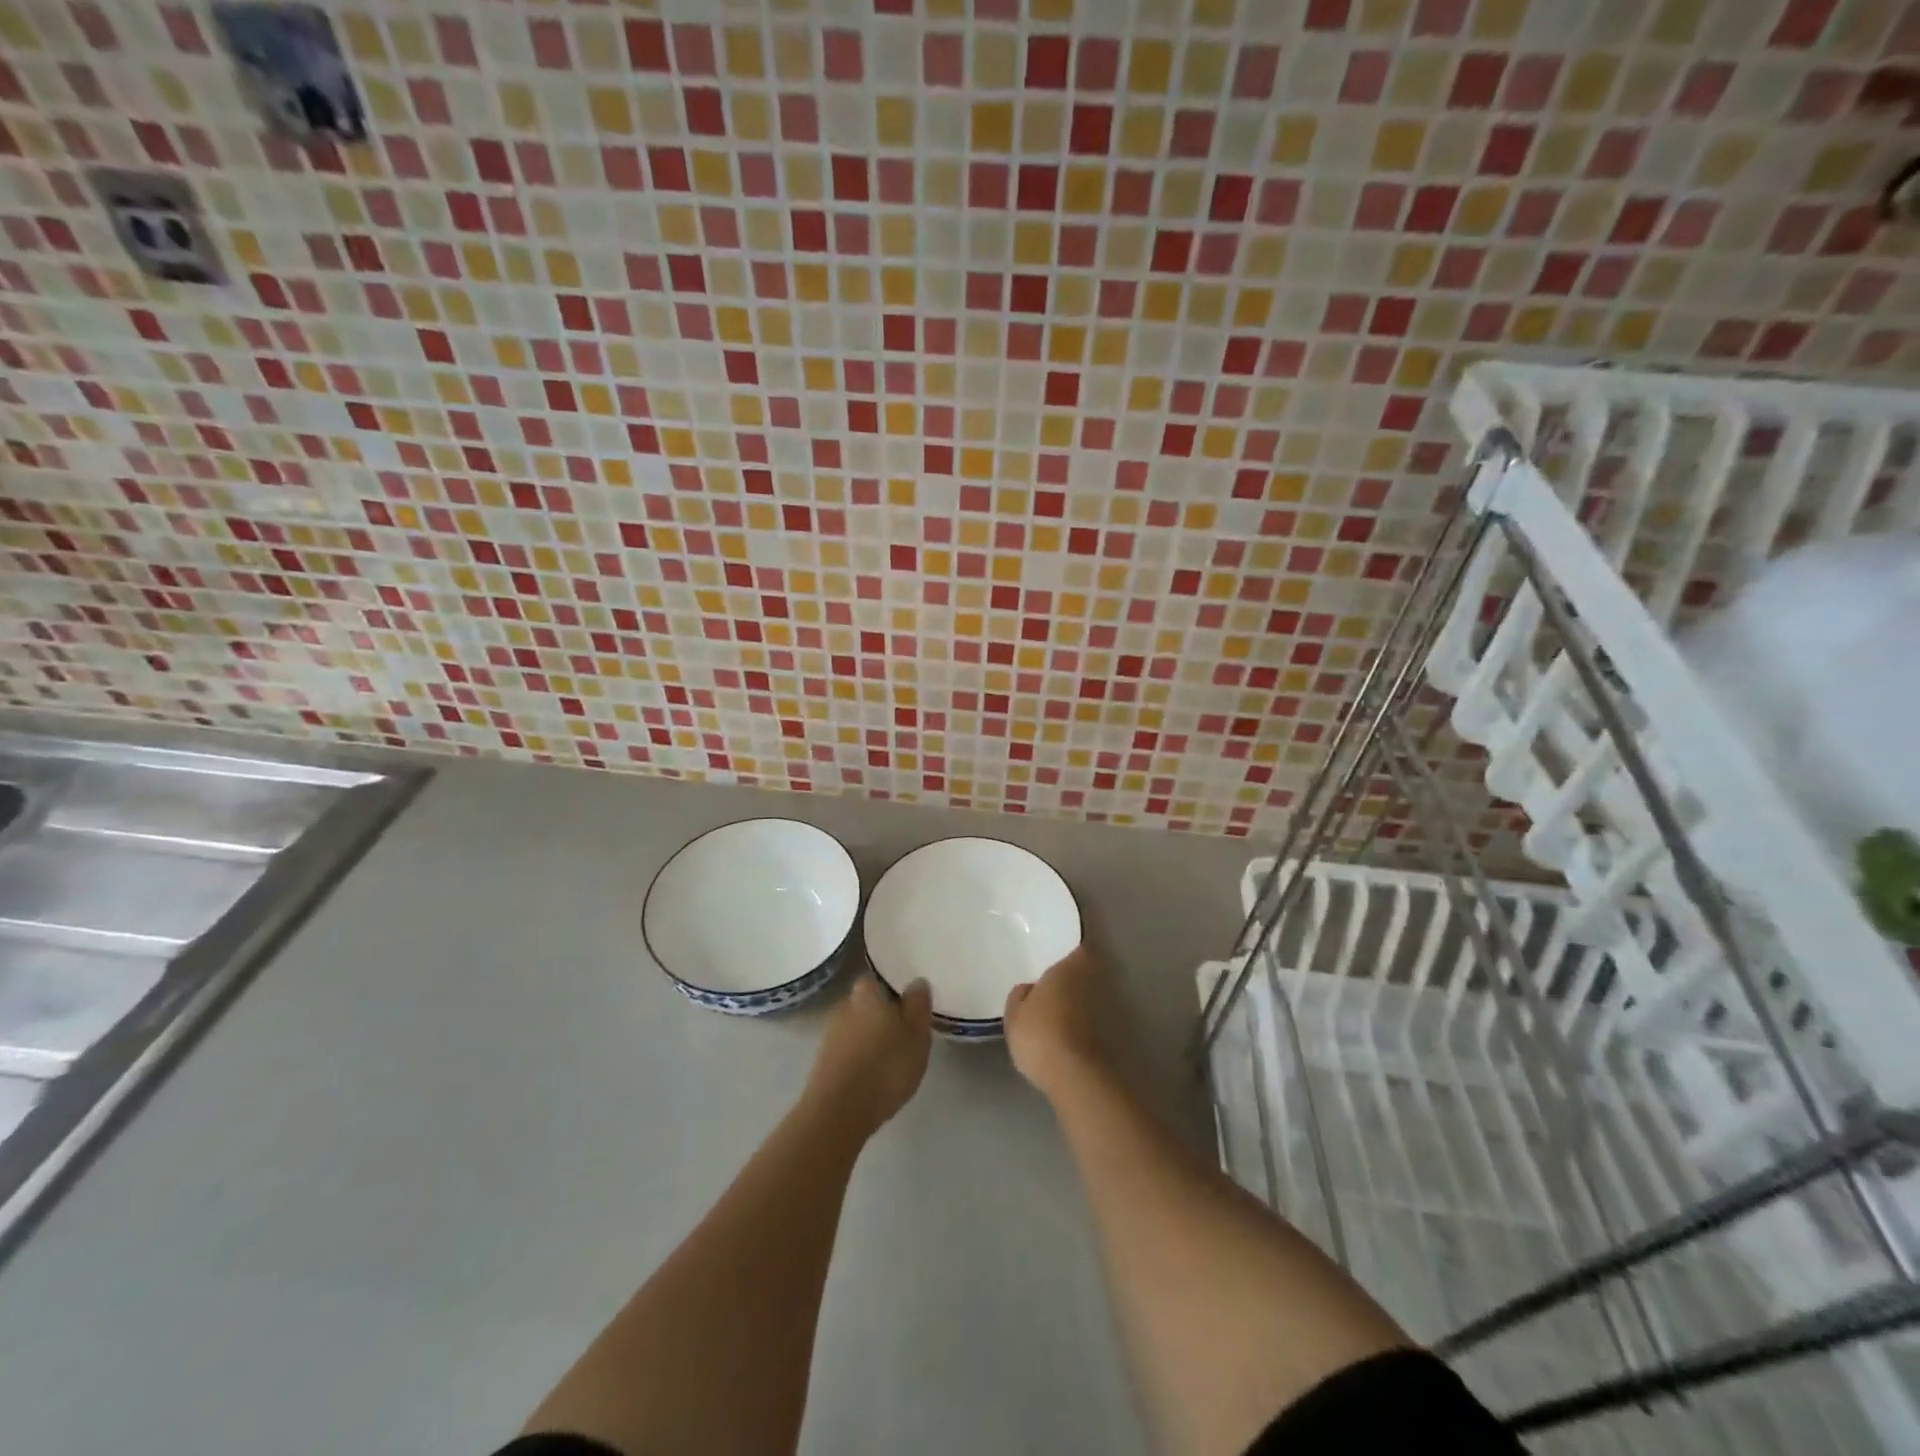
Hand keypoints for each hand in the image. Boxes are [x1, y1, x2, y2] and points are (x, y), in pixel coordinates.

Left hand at [805, 974, 932, 1135]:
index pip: (876, 980)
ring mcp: (829, 1036)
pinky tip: (871, 1076)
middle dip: (880, 1015)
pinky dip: (858, 1058)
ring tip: (890, 1059)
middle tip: (902, 1034)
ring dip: (869, 1038)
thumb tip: (917, 981)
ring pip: (855, 1029)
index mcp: (866, 993)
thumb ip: (918, 1005)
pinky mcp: (822, 1063)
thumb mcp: (916, 1035)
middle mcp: (843, 1007)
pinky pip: (846, 1052)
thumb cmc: (885, 1067)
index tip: (906, 1006)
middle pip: (865, 1004)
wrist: (838, 1113)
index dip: (891, 991)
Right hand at [1004, 945, 1105, 1098]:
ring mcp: (1108, 1011)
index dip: (1073, 954)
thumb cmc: (1040, 1035)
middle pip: (1088, 975)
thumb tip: (1028, 988)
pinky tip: (1071, 1040)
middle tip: (1056, 989)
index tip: (1061, 959)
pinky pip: (1097, 1024)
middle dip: (1076, 980)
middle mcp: (1093, 983)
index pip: (1079, 950)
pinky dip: (1088, 1028)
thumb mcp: (1014, 1016)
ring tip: (1062, 1018)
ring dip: (1082, 1005)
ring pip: (1094, 999)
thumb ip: (1020, 996)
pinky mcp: (1114, 1038)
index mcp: (1069, 969)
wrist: (1075, 1078)